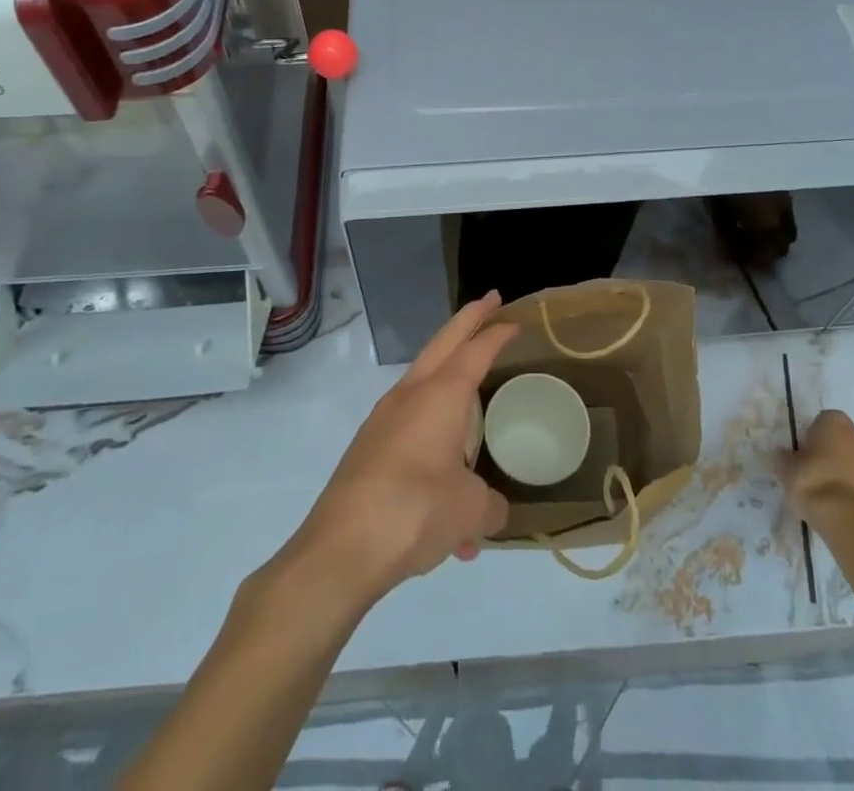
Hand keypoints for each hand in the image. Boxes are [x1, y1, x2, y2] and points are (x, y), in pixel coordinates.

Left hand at [289, 293, 518, 605]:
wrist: (339, 550)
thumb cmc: (414, 512)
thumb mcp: (469, 511)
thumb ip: (490, 505)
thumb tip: (494, 511)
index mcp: (441, 395)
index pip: (475, 350)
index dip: (497, 333)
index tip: (514, 318)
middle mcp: (411, 395)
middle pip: (444, 344)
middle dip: (468, 320)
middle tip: (490, 302)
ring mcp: (384, 419)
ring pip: (423, 381)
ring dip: (449, 379)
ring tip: (474, 398)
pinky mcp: (369, 448)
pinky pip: (410, 426)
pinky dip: (433, 434)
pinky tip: (445, 495)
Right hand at [779, 409, 853, 524]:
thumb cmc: (816, 484)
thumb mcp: (786, 470)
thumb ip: (784, 459)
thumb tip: (782, 455)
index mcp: (837, 423)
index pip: (822, 422)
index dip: (812, 438)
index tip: (803, 456)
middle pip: (847, 442)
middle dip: (836, 455)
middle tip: (818, 476)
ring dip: (851, 477)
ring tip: (832, 501)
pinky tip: (847, 516)